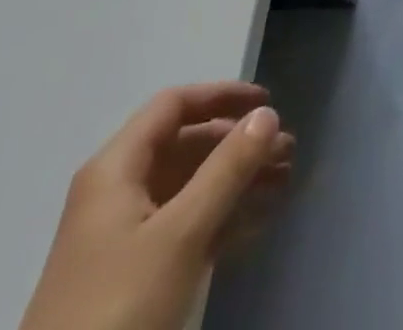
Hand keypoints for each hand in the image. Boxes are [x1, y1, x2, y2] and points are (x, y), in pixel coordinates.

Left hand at [19, 82, 294, 329]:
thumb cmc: (119, 307)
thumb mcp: (181, 234)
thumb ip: (227, 168)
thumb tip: (267, 115)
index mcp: (116, 170)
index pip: (174, 106)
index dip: (222, 96)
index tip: (267, 103)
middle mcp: (116, 193)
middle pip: (185, 146)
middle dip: (238, 144)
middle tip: (287, 150)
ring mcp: (122, 237)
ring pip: (189, 187)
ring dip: (237, 179)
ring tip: (284, 181)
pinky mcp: (130, 277)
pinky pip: (184, 225)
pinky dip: (221, 216)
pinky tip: (257, 220)